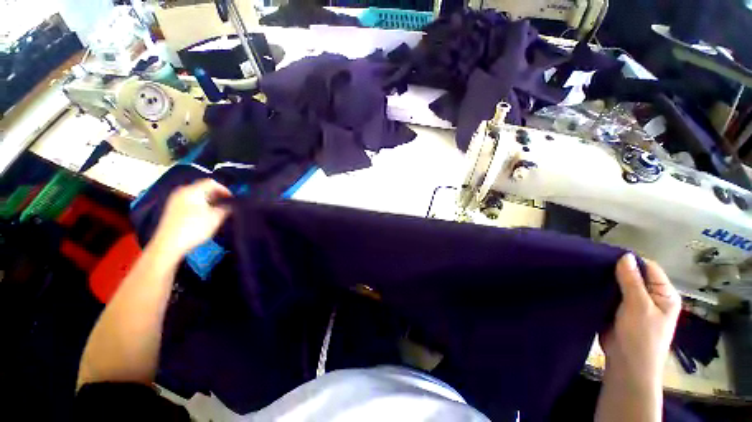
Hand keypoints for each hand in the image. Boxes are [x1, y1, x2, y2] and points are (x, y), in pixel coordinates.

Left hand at [151, 179, 231, 260]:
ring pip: (197, 196)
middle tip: (227, 205)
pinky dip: (201, 206)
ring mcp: (175, 201)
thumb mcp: (216, 217)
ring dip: (210, 202)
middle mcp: (182, 192)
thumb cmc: (194, 227)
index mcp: (192, 190)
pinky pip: (190, 203)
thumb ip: (226, 208)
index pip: (211, 183)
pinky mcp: (172, 210)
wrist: (168, 245)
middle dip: (217, 196)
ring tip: (218, 212)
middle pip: (203, 188)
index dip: (225, 189)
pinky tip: (205, 217)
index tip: (233, 199)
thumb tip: (231, 204)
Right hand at [600, 254, 680, 387]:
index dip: (630, 261)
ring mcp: (634, 304)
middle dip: (615, 270)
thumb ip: (632, 281)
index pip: (648, 268)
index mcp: (663, 294)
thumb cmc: (640, 336)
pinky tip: (589, 283)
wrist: (626, 364)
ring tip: (589, 271)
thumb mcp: (638, 306)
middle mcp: (651, 297)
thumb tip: (625, 255)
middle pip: (633, 275)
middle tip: (594, 263)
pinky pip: (610, 294)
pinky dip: (601, 289)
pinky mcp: (618, 310)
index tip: (606, 256)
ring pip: (619, 284)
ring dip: (607, 279)